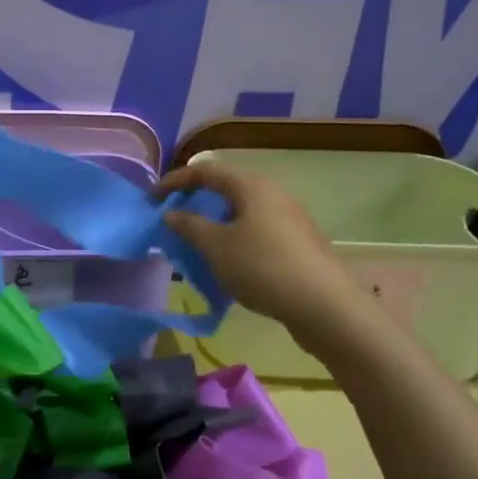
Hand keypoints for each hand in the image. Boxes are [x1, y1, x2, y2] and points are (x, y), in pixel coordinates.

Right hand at [156, 161, 370, 348]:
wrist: (326, 307)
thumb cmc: (263, 266)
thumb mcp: (215, 246)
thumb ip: (188, 225)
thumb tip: (171, 213)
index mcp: (251, 186)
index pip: (205, 171)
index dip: (174, 181)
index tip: (152, 199)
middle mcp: (273, 195)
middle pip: (226, 190)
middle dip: (196, 204)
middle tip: (173, 222)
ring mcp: (290, 220)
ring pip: (242, 214)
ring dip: (215, 226)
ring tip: (196, 247)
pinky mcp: (299, 245)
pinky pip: (257, 234)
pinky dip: (234, 241)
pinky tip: (228, 267)